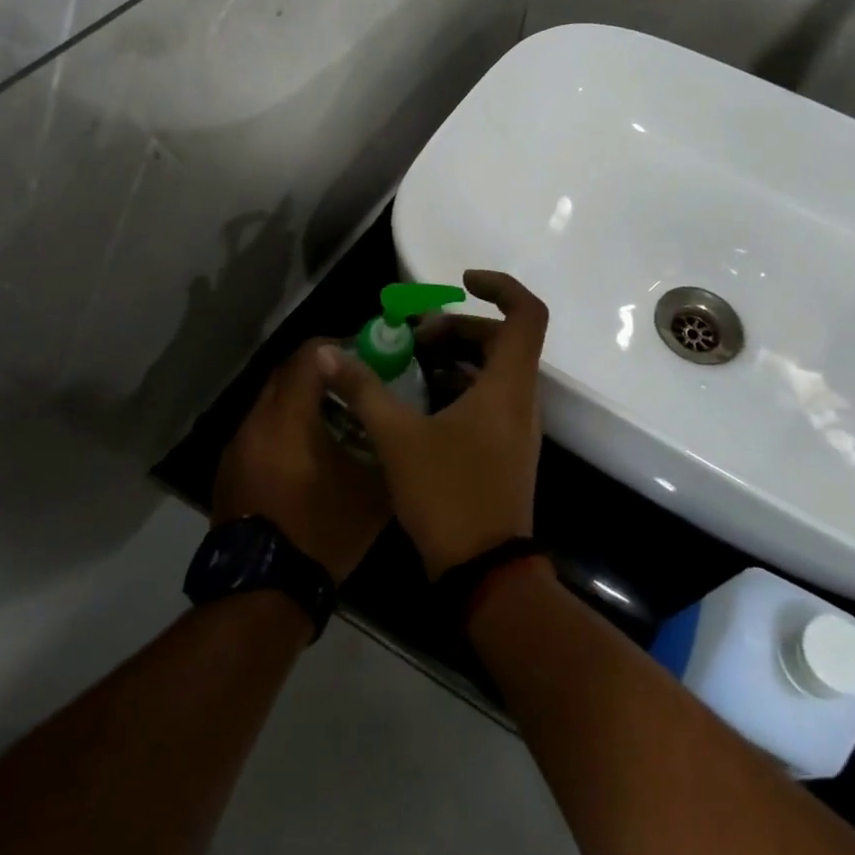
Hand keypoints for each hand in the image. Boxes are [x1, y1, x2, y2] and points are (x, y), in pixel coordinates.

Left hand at [213, 339, 390, 581]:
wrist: (263, 589)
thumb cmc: (322, 531)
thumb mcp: (371, 490)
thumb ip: (382, 444)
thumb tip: (394, 423)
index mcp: (289, 418)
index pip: (308, 356)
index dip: (336, 347)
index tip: (362, 353)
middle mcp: (256, 421)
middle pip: (285, 374)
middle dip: (318, 372)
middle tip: (351, 386)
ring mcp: (237, 446)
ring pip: (269, 403)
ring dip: (299, 401)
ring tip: (332, 421)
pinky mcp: (228, 469)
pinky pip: (259, 430)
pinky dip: (282, 428)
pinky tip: (305, 454)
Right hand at [317, 270, 546, 578]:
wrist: (485, 572)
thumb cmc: (448, 495)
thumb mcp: (398, 438)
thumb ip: (364, 390)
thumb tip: (328, 354)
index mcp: (508, 385)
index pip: (526, 314)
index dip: (500, 286)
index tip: (461, 282)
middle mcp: (522, 399)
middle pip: (504, 340)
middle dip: (459, 328)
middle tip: (415, 339)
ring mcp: (518, 427)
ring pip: (496, 372)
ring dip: (458, 359)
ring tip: (412, 365)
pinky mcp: (508, 449)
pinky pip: (491, 400)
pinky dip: (461, 388)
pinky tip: (422, 404)